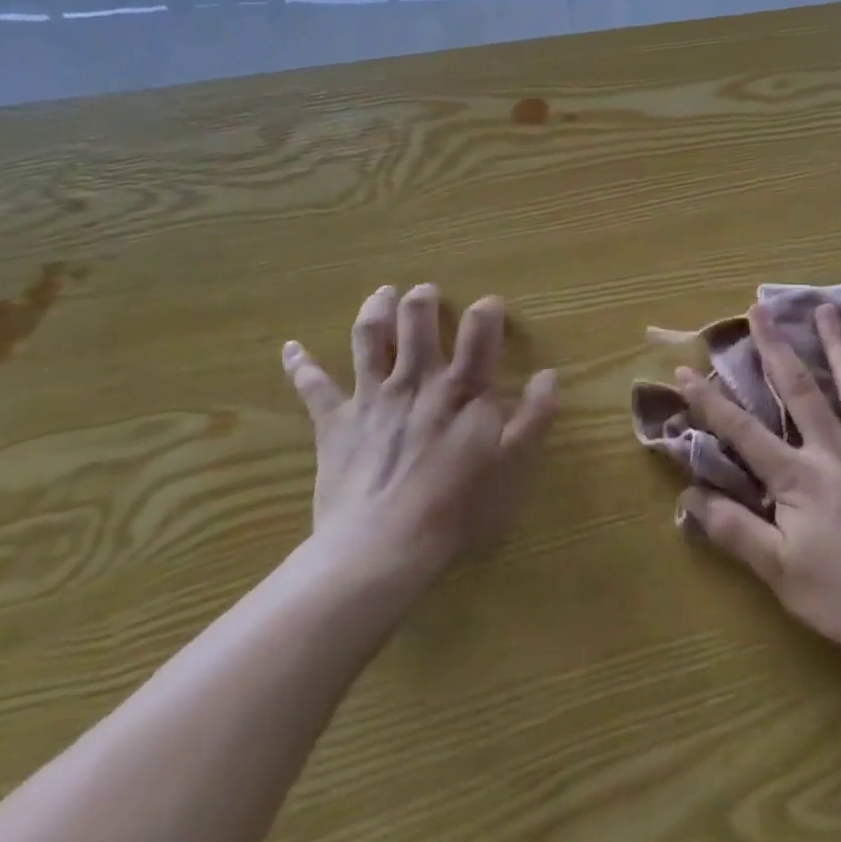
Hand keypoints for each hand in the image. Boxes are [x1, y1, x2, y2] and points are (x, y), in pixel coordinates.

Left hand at [283, 283, 558, 590]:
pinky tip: (291, 348)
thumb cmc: (458, 508)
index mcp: (462, 388)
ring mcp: (371, 397)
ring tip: (382, 294)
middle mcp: (416, 379)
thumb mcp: (514, 465)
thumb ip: (535, 417)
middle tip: (426, 292)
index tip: (491, 306)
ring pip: (370, 338)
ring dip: (376, 310)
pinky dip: (301, 365)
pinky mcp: (335, 422)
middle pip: (416, 320)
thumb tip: (549, 375)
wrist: (382, 549)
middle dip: (423, 299)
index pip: (479, 330)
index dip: (487, 311)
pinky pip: (313, 387)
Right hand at [674, 303, 840, 664]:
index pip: (743, 432)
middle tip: (760, 308)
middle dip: (775, 347)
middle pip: (799, 388)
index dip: (710, 401)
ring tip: (826, 308)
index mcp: (798, 477)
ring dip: (838, 344)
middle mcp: (835, 448)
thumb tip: (689, 498)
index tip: (684, 370)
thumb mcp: (781, 574)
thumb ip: (735, 531)